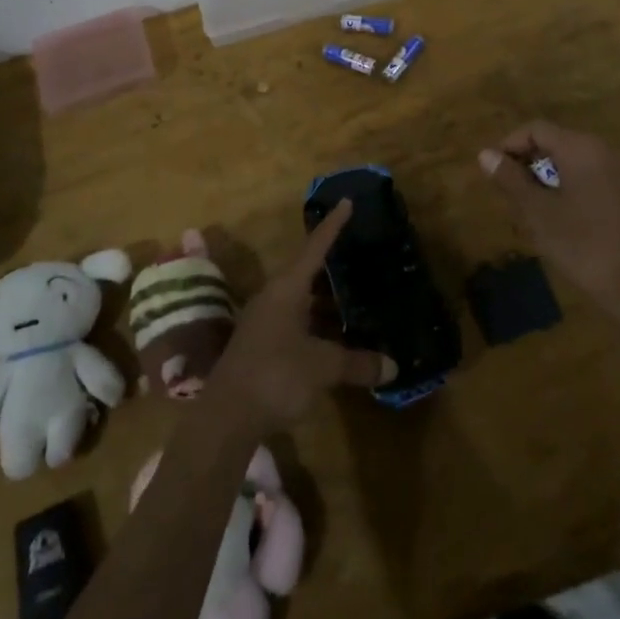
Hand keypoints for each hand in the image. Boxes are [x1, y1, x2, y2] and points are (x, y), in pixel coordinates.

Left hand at [209, 200, 397, 433]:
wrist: (226, 417)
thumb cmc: (276, 376)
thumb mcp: (322, 367)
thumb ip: (357, 363)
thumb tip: (393, 366)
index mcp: (287, 289)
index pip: (315, 247)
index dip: (332, 225)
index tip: (346, 201)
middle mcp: (273, 297)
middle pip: (306, 273)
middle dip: (332, 266)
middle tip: (359, 255)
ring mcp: (264, 322)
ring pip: (301, 301)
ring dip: (325, 301)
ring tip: (355, 298)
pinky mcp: (261, 345)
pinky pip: (296, 323)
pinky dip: (317, 324)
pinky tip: (334, 338)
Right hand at [479, 120, 619, 312]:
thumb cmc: (582, 244)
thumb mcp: (537, 212)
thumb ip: (510, 179)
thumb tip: (485, 154)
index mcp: (581, 148)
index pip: (536, 129)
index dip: (510, 145)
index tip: (493, 172)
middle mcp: (603, 150)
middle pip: (555, 142)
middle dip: (527, 162)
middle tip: (508, 193)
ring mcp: (619, 172)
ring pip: (572, 161)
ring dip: (546, 177)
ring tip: (529, 208)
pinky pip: (589, 176)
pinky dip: (567, 187)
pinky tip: (559, 218)